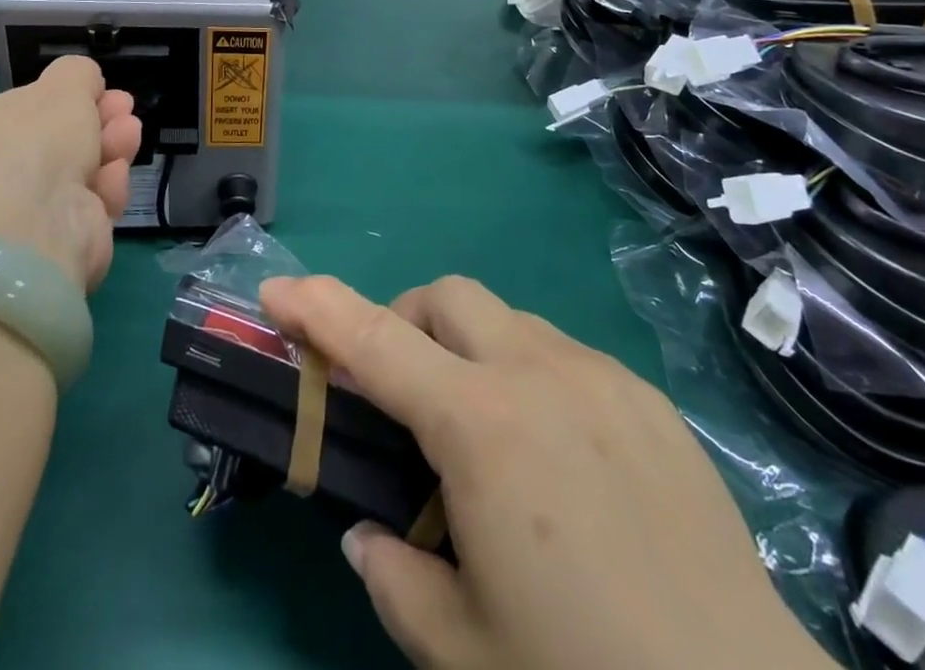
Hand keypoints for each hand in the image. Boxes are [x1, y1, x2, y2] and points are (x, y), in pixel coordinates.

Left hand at [0, 56, 140, 291]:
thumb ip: (77, 74)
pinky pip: (89, 206)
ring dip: (110, 147)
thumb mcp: (61, 85)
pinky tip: (116, 172)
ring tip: (130, 132)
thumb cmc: (33, 142)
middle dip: (97, 120)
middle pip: (56, 142)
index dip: (64, 99)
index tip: (99, 90)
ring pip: (79, 172)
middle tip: (124, 108)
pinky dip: (106, 186)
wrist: (30, 226)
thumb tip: (85, 83)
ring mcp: (23, 214)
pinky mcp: (57, 243)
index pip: (21, 113)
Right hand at [258, 276, 833, 669]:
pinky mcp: (648, 398)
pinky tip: (557, 459)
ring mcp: (601, 377)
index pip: (375, 341)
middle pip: (448, 297)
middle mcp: (538, 373)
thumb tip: (371, 537)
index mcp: (481, 426)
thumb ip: (396, 580)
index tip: (275, 290)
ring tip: (483, 436)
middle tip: (398, 394)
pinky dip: (530, 376)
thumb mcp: (466, 652)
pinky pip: (565, 356)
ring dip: (470, 350)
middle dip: (405, 321)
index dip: (317, 308)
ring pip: (509, 322)